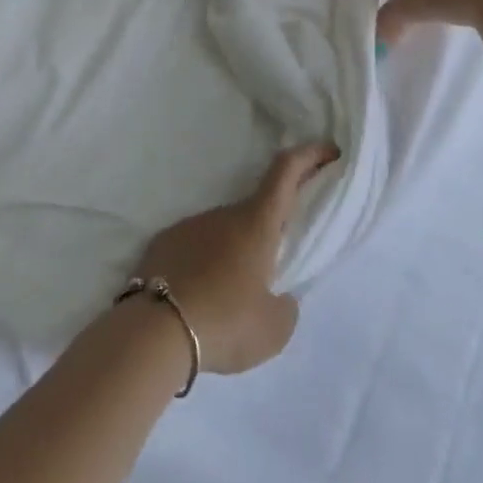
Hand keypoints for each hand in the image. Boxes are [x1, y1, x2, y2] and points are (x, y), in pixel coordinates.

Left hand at [133, 143, 338, 374]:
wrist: (154, 331)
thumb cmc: (225, 322)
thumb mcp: (275, 328)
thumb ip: (285, 305)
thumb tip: (276, 295)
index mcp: (256, 224)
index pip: (285, 173)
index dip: (309, 156)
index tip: (328, 151)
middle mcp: (222, 214)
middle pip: (255, 210)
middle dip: (270, 229)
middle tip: (277, 263)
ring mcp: (189, 225)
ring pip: (223, 231)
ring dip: (235, 251)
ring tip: (233, 294)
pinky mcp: (163, 242)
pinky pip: (194, 246)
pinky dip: (204, 262)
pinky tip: (201, 294)